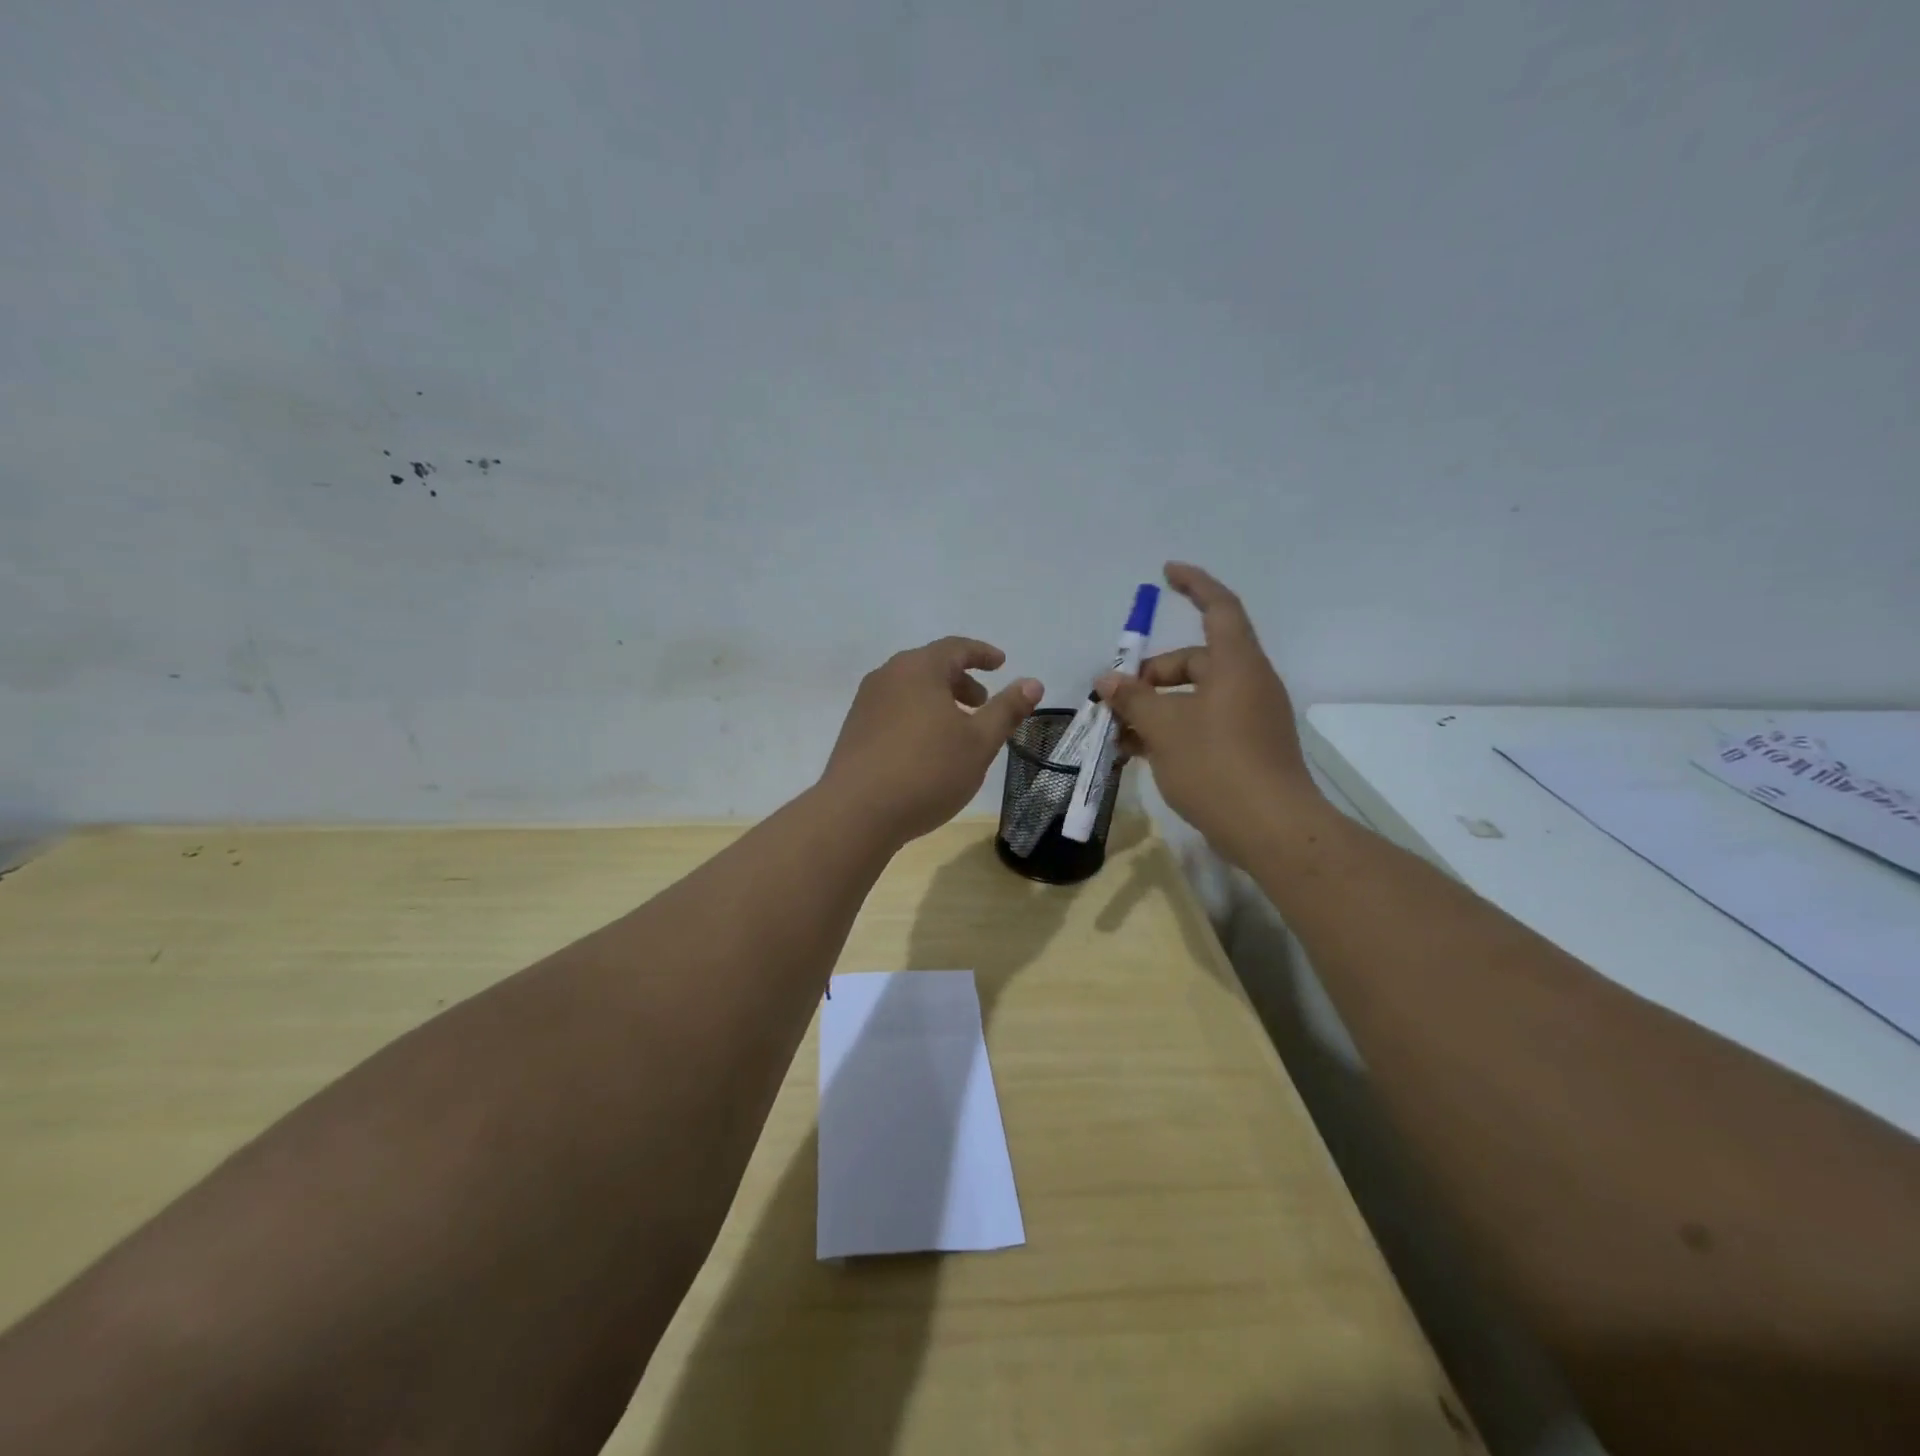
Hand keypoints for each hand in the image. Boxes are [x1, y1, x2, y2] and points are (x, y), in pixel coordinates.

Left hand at [822, 637, 1042, 844]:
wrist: (857, 812)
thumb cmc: (927, 770)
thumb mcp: (979, 742)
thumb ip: (1007, 709)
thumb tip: (1033, 683)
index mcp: (918, 668)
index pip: (956, 647)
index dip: (982, 653)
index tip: (1001, 663)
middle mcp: (887, 676)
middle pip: (931, 667)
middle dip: (961, 681)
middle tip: (983, 704)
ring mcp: (865, 703)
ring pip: (911, 690)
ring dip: (939, 701)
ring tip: (958, 730)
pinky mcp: (854, 730)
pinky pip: (894, 710)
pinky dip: (917, 716)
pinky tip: (926, 749)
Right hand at [1095, 563, 1324, 863]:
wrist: (1272, 830)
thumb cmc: (1217, 765)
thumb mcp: (1164, 727)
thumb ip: (1133, 699)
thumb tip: (1107, 681)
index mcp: (1236, 664)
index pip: (1218, 607)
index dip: (1194, 584)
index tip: (1166, 573)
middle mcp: (1248, 683)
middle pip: (1194, 660)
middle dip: (1150, 675)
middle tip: (1114, 700)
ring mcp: (1250, 717)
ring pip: (1193, 698)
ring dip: (1155, 708)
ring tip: (1118, 734)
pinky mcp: (1247, 747)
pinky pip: (1203, 723)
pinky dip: (1172, 730)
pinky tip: (1139, 754)